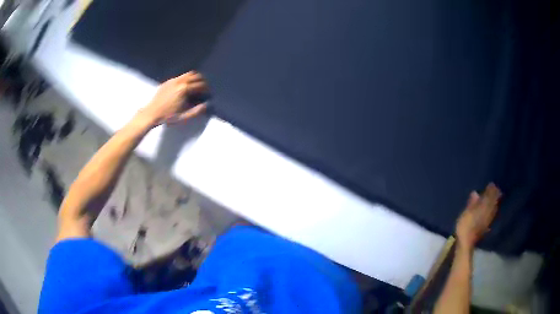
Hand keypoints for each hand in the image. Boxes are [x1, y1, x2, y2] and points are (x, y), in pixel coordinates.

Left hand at [138, 71, 207, 126]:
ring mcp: (173, 80)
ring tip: (195, 85)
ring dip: (194, 78)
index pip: (200, 85)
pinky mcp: (168, 81)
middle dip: (201, 81)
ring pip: (188, 74)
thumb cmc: (167, 116)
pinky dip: (186, 79)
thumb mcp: (183, 117)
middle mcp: (180, 81)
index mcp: (184, 89)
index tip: (208, 93)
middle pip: (195, 76)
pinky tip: (184, 86)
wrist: (152, 113)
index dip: (206, 89)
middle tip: (203, 88)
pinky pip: (180, 76)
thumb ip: (196, 111)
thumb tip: (206, 105)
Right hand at [455, 183, 500, 249]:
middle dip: (494, 195)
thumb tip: (475, 193)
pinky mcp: (486, 226)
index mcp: (483, 207)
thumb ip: (472, 203)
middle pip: (493, 202)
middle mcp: (488, 212)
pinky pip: (492, 214)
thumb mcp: (466, 213)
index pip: (489, 196)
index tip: (492, 184)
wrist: (466, 243)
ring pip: (494, 208)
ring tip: (495, 197)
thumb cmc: (465, 226)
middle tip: (496, 189)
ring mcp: (488, 220)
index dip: (491, 190)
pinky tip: (493, 210)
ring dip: (495, 202)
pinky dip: (493, 210)